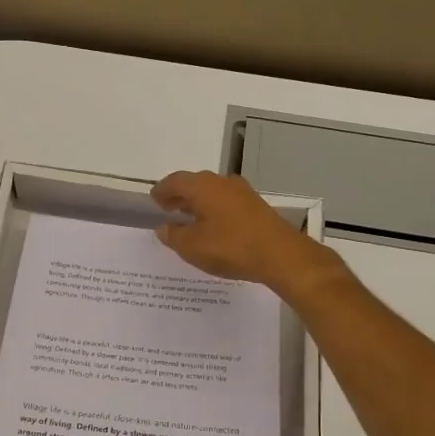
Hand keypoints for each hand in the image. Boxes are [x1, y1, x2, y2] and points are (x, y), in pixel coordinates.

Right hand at [151, 170, 333, 292]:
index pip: (175, 181)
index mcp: (202, 186)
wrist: (280, 254)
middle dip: (180, 195)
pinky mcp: (256, 206)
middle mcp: (221, 182)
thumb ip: (174, 235)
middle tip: (168, 208)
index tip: (154, 199)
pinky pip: (227, 202)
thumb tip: (164, 228)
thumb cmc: (230, 247)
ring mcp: (242, 192)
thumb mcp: (192, 247)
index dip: (162, 190)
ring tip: (189, 218)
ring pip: (213, 192)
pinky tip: (214, 226)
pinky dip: (215, 209)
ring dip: (199, 202)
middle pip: (195, 183)